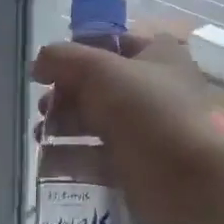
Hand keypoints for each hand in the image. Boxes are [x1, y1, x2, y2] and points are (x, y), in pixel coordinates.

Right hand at [31, 33, 223, 223]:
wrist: (185, 180)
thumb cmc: (145, 111)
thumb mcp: (98, 70)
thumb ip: (62, 59)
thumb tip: (39, 64)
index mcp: (157, 57)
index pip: (111, 44)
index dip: (78, 52)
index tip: (48, 68)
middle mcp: (153, 90)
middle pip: (98, 87)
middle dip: (64, 96)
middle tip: (43, 107)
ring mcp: (145, 131)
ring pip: (95, 124)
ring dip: (62, 127)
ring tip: (40, 136)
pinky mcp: (135, 167)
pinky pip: (97, 158)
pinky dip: (71, 159)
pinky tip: (46, 163)